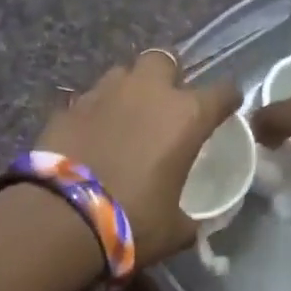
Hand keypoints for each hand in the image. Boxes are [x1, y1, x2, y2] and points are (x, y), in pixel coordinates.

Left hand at [37, 50, 241, 267]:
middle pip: (164, 61)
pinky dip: (95, 112)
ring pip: (122, 73)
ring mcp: (103, 94)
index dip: (227, 100)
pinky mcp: (68, 107)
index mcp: (185, 116)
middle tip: (165, 105)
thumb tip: (191, 224)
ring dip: (128, 90)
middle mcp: (147, 92)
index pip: (222, 91)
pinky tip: (92, 135)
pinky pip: (89, 99)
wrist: (63, 217)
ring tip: (125, 118)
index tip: (226, 109)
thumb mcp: (175, 229)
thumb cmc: (133, 221)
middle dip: (168, 77)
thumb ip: (189, 218)